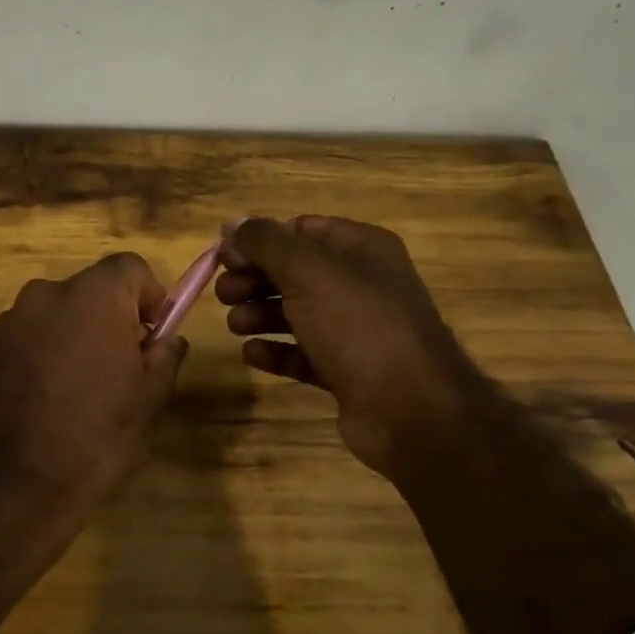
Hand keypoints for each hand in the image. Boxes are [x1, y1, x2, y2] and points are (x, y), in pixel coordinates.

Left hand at [0, 253, 187, 551]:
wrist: (15, 483)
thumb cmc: (97, 436)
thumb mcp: (149, 399)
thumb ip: (164, 355)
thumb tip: (168, 338)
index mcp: (92, 296)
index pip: (130, 267)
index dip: (148, 296)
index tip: (151, 336)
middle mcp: (45, 294)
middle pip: (89, 291)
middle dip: (108, 319)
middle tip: (118, 368)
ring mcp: (8, 321)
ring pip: (54, 316)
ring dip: (71, 337)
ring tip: (77, 390)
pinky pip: (25, 340)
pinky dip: (39, 356)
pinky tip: (43, 401)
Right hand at [217, 216, 484, 477]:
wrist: (411, 410)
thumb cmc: (359, 326)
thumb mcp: (308, 272)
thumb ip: (265, 242)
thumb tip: (231, 223)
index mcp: (362, 249)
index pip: (302, 230)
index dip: (260, 240)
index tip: (224, 258)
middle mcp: (361, 284)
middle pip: (294, 272)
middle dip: (255, 279)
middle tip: (223, 295)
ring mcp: (356, 330)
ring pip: (296, 312)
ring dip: (259, 315)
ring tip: (234, 326)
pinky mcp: (347, 370)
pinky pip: (303, 353)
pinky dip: (276, 351)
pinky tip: (252, 354)